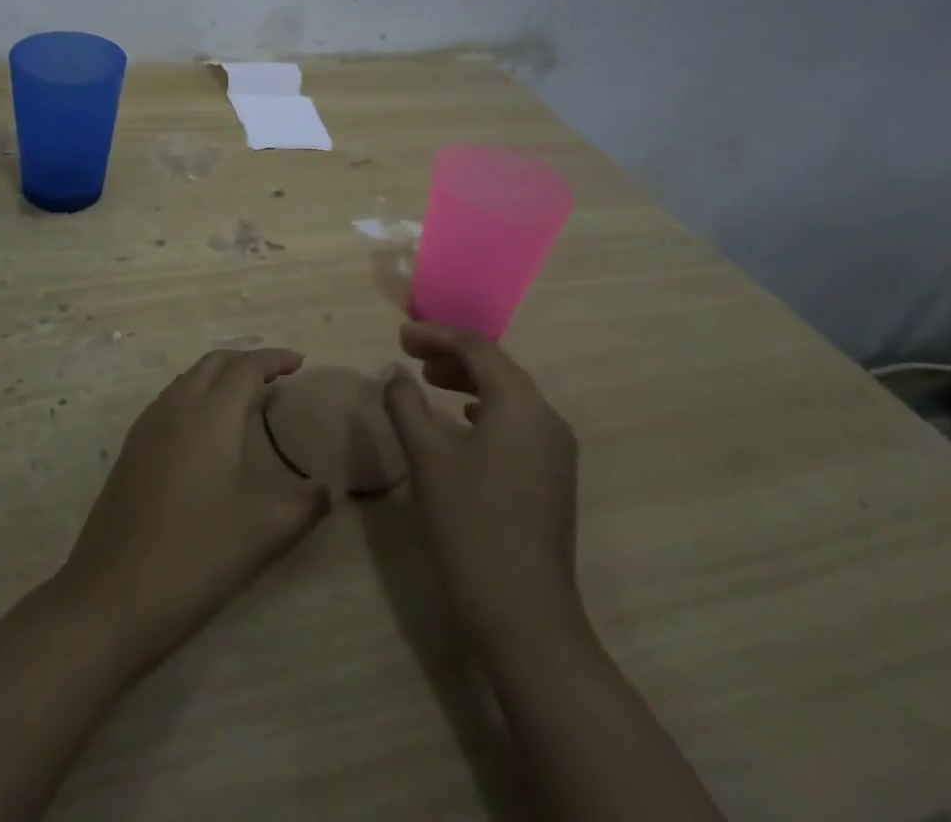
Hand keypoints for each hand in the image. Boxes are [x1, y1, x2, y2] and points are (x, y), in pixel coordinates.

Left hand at [58, 347, 328, 668]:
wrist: (112, 594)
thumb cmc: (195, 555)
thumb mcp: (262, 533)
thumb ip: (303, 506)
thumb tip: (328, 489)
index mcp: (211, 415)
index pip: (246, 367)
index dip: (274, 359)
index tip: (299, 362)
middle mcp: (177, 406)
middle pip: (214, 363)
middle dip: (245, 360)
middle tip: (275, 376)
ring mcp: (148, 425)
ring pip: (188, 379)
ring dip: (218, 377)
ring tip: (244, 398)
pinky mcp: (131, 448)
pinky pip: (170, 401)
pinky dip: (195, 396)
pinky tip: (205, 430)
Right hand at [384, 321, 586, 653]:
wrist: (524, 615)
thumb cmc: (470, 524)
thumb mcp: (427, 457)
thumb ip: (406, 404)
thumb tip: (395, 372)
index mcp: (521, 404)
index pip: (477, 348)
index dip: (435, 335)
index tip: (399, 335)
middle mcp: (546, 418)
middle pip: (496, 367)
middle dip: (451, 354)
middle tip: (409, 352)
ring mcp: (555, 449)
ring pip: (508, 394)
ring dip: (467, 380)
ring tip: (428, 380)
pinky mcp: (553, 475)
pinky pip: (516, 421)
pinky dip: (484, 408)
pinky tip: (462, 420)